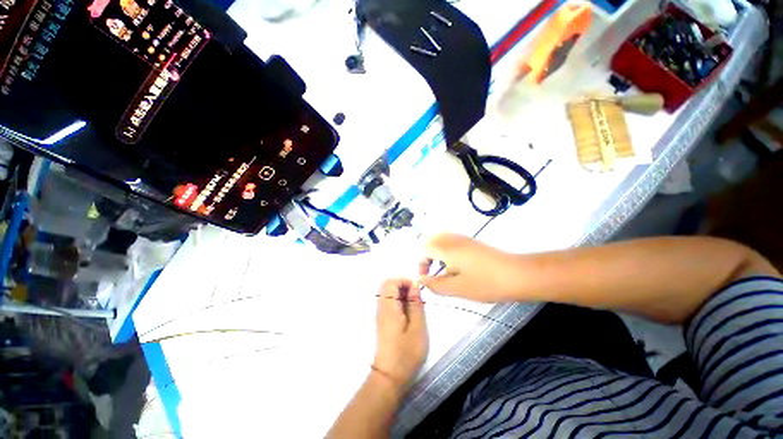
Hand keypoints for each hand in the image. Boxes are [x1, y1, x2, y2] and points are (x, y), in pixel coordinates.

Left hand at [373, 279, 427, 389]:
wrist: (389, 377)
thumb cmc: (406, 353)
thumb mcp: (417, 328)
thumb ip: (416, 305)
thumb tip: (414, 287)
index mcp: (388, 307)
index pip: (390, 282)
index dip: (403, 280)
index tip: (416, 289)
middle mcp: (381, 308)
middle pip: (387, 286)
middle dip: (402, 286)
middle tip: (416, 296)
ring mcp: (380, 315)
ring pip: (387, 294)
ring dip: (401, 294)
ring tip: (414, 305)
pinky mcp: (382, 321)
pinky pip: (388, 303)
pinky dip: (398, 301)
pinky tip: (408, 313)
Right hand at [418, 233, 516, 301]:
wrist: (517, 274)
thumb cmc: (486, 282)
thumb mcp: (458, 288)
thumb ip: (436, 285)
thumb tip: (422, 281)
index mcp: (446, 248)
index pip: (423, 249)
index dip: (421, 264)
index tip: (427, 280)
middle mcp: (452, 239)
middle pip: (430, 241)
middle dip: (426, 257)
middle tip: (433, 274)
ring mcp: (463, 238)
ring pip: (440, 240)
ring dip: (436, 254)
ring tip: (443, 271)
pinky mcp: (471, 242)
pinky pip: (450, 242)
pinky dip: (446, 252)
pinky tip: (456, 266)